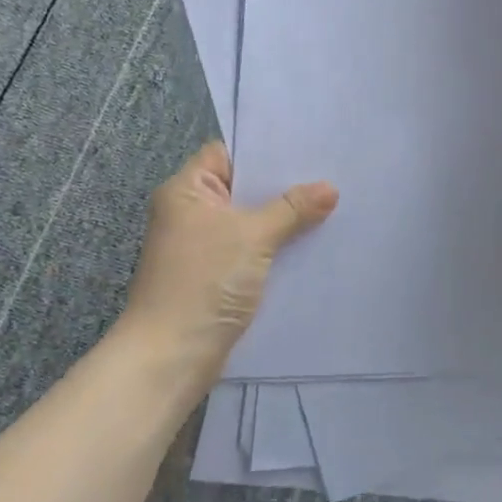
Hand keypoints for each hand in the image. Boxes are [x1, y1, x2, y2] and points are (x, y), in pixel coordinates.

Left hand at [121, 143, 337, 380]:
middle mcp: (191, 213)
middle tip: (329, 173)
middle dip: (283, 185)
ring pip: (250, 221)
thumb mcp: (253, 236)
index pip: (227, 153)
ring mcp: (202, 246)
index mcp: (187, 191)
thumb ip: (292, 208)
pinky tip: (312, 243)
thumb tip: (330, 188)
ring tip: (330, 205)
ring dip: (283, 219)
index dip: (264, 149)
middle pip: (243, 188)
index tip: (306, 146)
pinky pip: (251, 249)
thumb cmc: (204, 282)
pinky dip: (276, 246)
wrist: (171, 356)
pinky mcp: (216, 276)